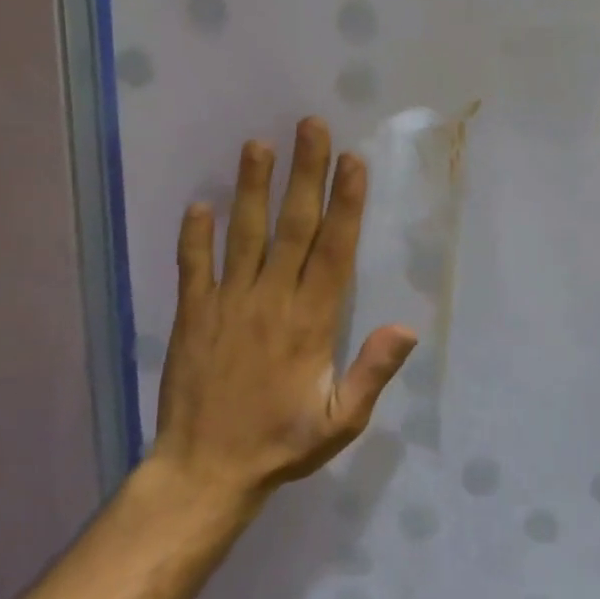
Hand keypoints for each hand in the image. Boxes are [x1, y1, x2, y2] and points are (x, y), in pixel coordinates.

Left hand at [149, 118, 416, 515]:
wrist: (204, 472)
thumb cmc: (283, 445)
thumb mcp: (341, 421)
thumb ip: (372, 373)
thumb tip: (406, 327)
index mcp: (312, 322)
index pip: (334, 250)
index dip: (346, 203)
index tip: (352, 161)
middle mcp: (271, 301)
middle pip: (293, 227)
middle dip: (305, 175)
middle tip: (310, 126)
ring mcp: (228, 305)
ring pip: (243, 235)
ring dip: (252, 187)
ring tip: (258, 144)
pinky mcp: (193, 316)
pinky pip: (194, 268)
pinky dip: (195, 235)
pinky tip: (199, 203)